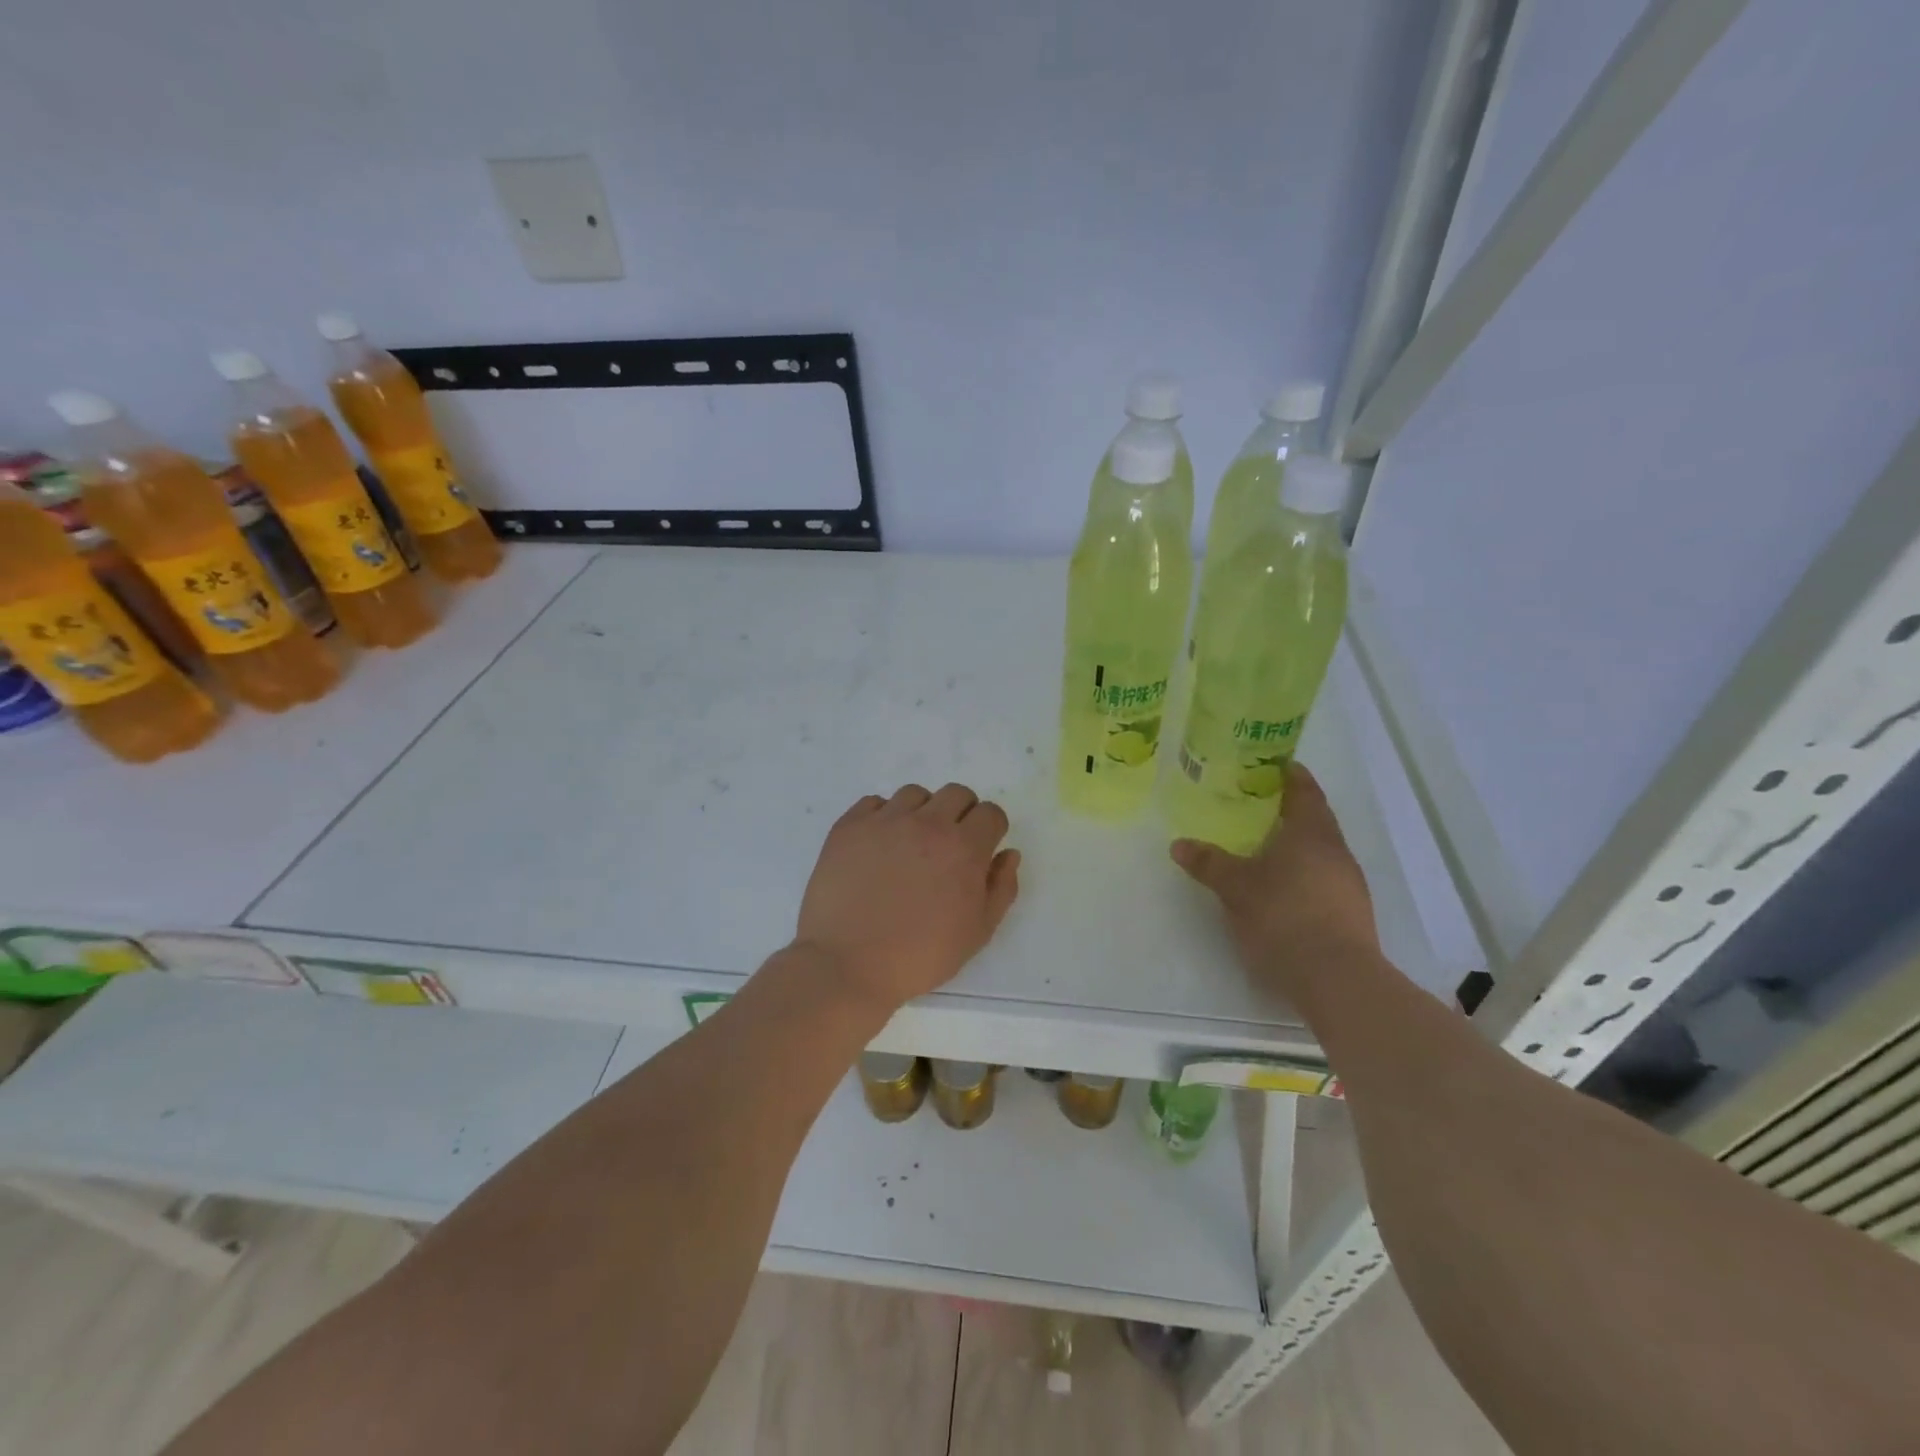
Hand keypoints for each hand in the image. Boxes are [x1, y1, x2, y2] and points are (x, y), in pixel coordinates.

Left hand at [795, 783, 1020, 1012]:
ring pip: (915, 794)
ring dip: (921, 813)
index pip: (990, 813)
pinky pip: (873, 803)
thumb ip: (1001, 888)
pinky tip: (878, 847)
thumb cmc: (920, 955)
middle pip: (956, 794)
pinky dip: (882, 817)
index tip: (980, 850)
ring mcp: (885, 820)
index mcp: (964, 847)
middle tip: (948, 847)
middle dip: (961, 814)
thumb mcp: (977, 932)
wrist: (848, 964)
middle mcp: (927, 823)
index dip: (990, 830)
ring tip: (909, 846)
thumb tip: (1008, 854)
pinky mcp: (849, 826)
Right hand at [1171, 763, 1380, 1008]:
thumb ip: (1209, 863)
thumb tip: (1179, 844)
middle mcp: (1336, 852)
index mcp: (1313, 833)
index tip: (1270, 764)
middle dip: (1285, 811)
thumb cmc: (1285, 917)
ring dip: (1293, 845)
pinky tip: (1278, 888)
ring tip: (1260, 846)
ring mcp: (1348, 885)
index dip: (1289, 774)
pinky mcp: (1350, 914)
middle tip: (1252, 805)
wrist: (1337, 980)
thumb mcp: (1236, 888)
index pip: (1304, 790)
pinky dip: (1300, 873)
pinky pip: (1321, 879)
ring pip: (1318, 852)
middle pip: (1313, 820)